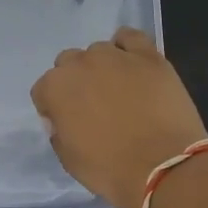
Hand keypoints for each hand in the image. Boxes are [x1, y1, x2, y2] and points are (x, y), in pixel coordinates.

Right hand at [30, 27, 207, 207]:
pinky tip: (133, 64)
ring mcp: (115, 56)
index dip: (53, 107)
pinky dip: (127, 47)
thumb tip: (62, 119)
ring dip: (102, 67)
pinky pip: (130, 37)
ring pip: (99, 51)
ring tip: (119, 90)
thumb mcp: (69, 159)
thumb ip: (58, 132)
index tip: (67, 124)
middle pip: (68, 63)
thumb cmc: (110, 170)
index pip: (43, 90)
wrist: (164, 167)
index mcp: (55, 88)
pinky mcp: (148, 56)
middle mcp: (80, 64)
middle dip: (76, 82)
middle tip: (94, 107)